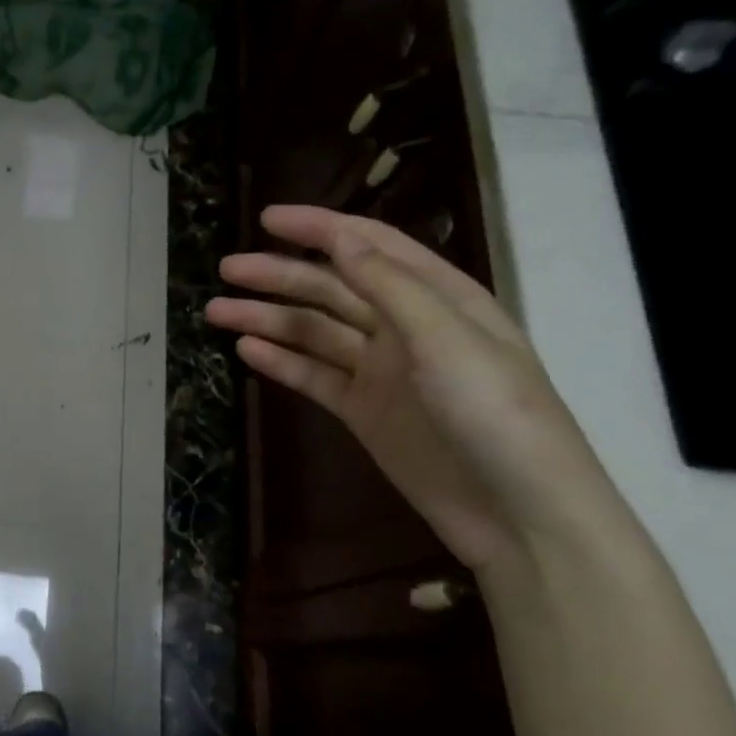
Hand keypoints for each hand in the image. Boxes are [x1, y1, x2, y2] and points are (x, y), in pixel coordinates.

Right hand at [205, 205, 605, 574]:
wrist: (520, 516)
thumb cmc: (498, 416)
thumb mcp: (449, 341)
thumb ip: (391, 288)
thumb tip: (341, 241)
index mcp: (439, 298)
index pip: (370, 247)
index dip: (319, 228)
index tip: (267, 219)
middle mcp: (406, 327)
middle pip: (331, 289)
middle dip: (279, 275)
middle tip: (226, 269)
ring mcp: (382, 372)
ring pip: (314, 332)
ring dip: (267, 318)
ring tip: (216, 310)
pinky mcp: (364, 412)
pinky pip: (314, 377)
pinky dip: (281, 362)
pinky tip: (247, 350)